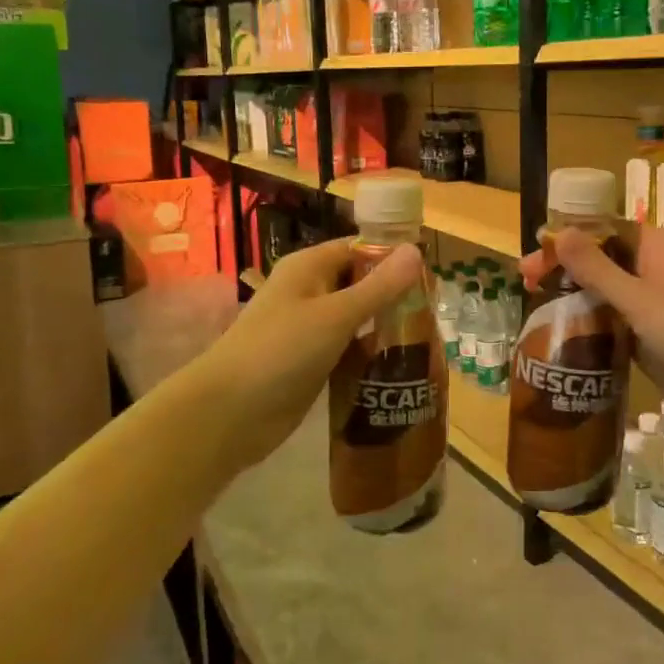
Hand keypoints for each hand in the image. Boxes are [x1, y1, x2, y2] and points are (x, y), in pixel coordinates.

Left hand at [193, 237, 424, 470]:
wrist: (230, 413)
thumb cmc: (282, 351)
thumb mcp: (336, 315)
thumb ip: (379, 286)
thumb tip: (416, 250)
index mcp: (309, 268)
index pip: (359, 249)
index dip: (393, 259)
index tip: (432, 278)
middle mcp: (309, 292)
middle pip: (359, 284)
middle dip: (394, 297)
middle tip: (434, 314)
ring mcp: (308, 329)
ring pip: (355, 320)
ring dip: (383, 328)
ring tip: (425, 341)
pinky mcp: (310, 362)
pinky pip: (347, 350)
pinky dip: (368, 355)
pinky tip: (398, 367)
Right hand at [522, 226, 663, 443]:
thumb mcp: (640, 299)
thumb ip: (596, 268)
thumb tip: (557, 232)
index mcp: (657, 245)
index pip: (601, 230)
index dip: (564, 241)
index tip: (530, 259)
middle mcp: (654, 267)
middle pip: (600, 260)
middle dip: (563, 269)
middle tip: (524, 284)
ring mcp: (654, 302)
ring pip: (605, 292)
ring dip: (573, 297)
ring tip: (534, 307)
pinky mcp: (651, 334)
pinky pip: (614, 320)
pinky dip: (590, 323)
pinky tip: (560, 333)